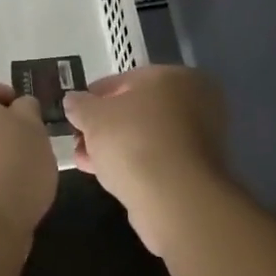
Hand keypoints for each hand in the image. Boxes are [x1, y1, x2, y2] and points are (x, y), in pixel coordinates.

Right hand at [63, 66, 232, 254]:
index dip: (95, 96)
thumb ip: (80, 105)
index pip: (127, 80)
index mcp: (176, 76)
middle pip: (138, 110)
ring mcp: (202, 139)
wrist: (175, 199)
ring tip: (85, 161)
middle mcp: (196, 102)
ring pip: (147, 136)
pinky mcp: (199, 171)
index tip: (75, 113)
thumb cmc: (134, 141)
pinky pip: (158, 160)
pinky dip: (135, 164)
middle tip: (79, 139)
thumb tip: (73, 101)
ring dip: (116, 146)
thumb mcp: (94, 116)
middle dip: (105, 125)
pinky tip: (108, 176)